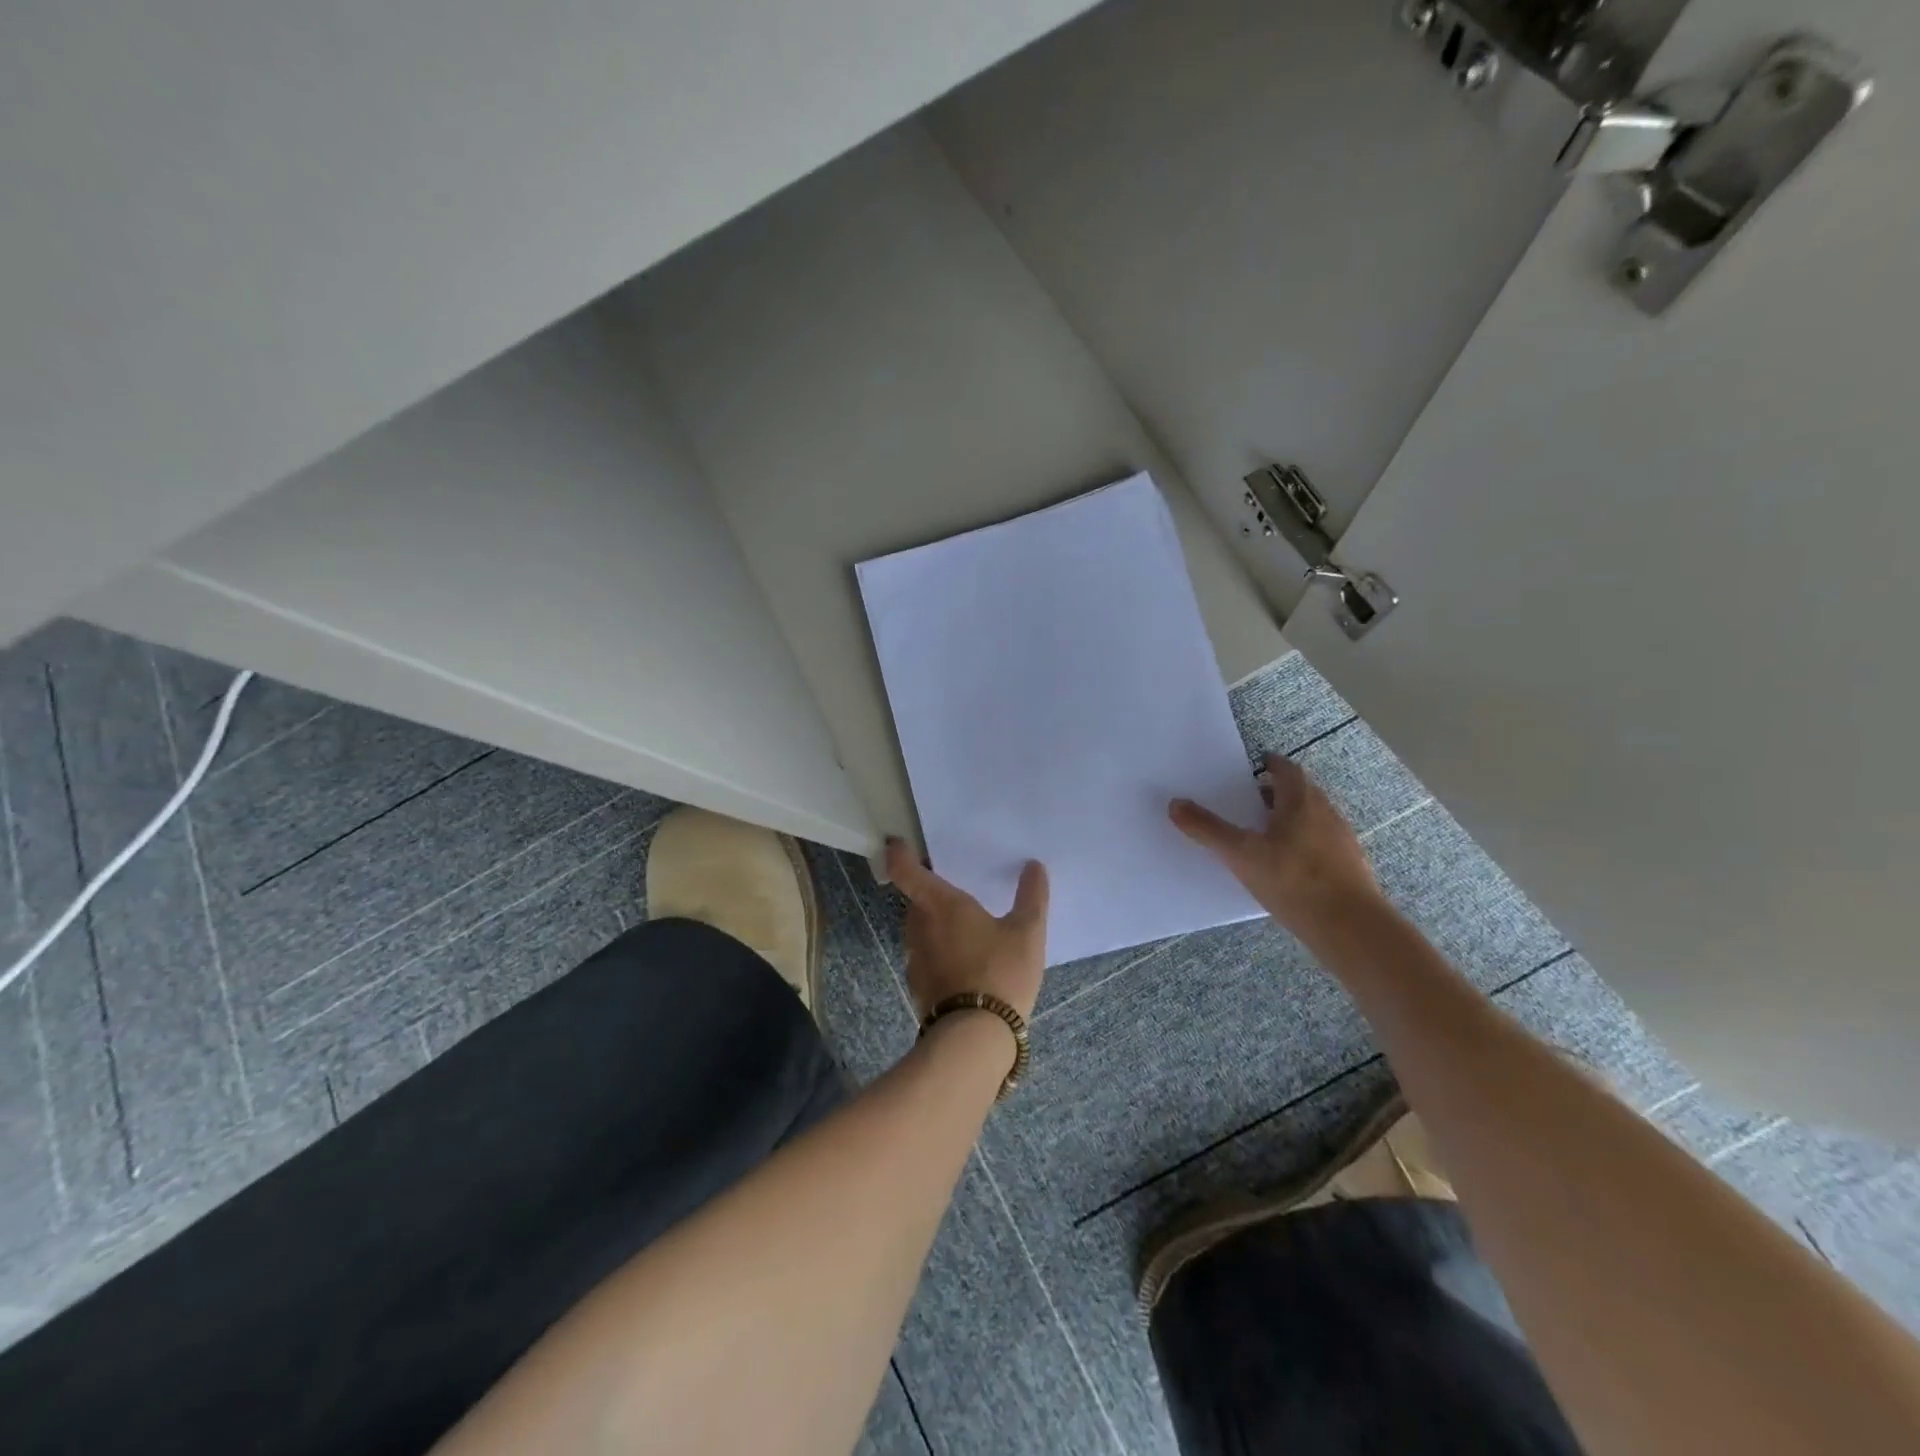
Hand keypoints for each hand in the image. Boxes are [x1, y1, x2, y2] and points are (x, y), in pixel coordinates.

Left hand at [884, 839, 1048, 1019]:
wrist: (975, 1037)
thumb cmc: (1001, 972)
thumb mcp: (1028, 932)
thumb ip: (1031, 897)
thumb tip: (1034, 866)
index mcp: (941, 905)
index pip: (908, 872)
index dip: (900, 856)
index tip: (897, 845)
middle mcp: (920, 927)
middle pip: (915, 902)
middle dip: (929, 894)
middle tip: (953, 891)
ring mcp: (915, 960)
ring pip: (919, 932)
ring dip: (934, 926)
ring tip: (963, 930)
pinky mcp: (919, 988)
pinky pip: (925, 959)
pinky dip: (939, 954)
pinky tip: (963, 965)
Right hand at [1169, 753, 1384, 938]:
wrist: (1350, 927)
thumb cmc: (1293, 881)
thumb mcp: (1241, 855)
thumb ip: (1208, 829)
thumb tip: (1175, 804)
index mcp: (1301, 801)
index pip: (1287, 770)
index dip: (1270, 764)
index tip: (1254, 766)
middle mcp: (1326, 813)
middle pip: (1301, 792)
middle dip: (1276, 793)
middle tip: (1249, 801)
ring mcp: (1342, 840)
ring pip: (1313, 818)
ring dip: (1290, 819)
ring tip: (1263, 835)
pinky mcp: (1350, 866)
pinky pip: (1322, 843)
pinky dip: (1303, 844)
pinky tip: (1287, 867)